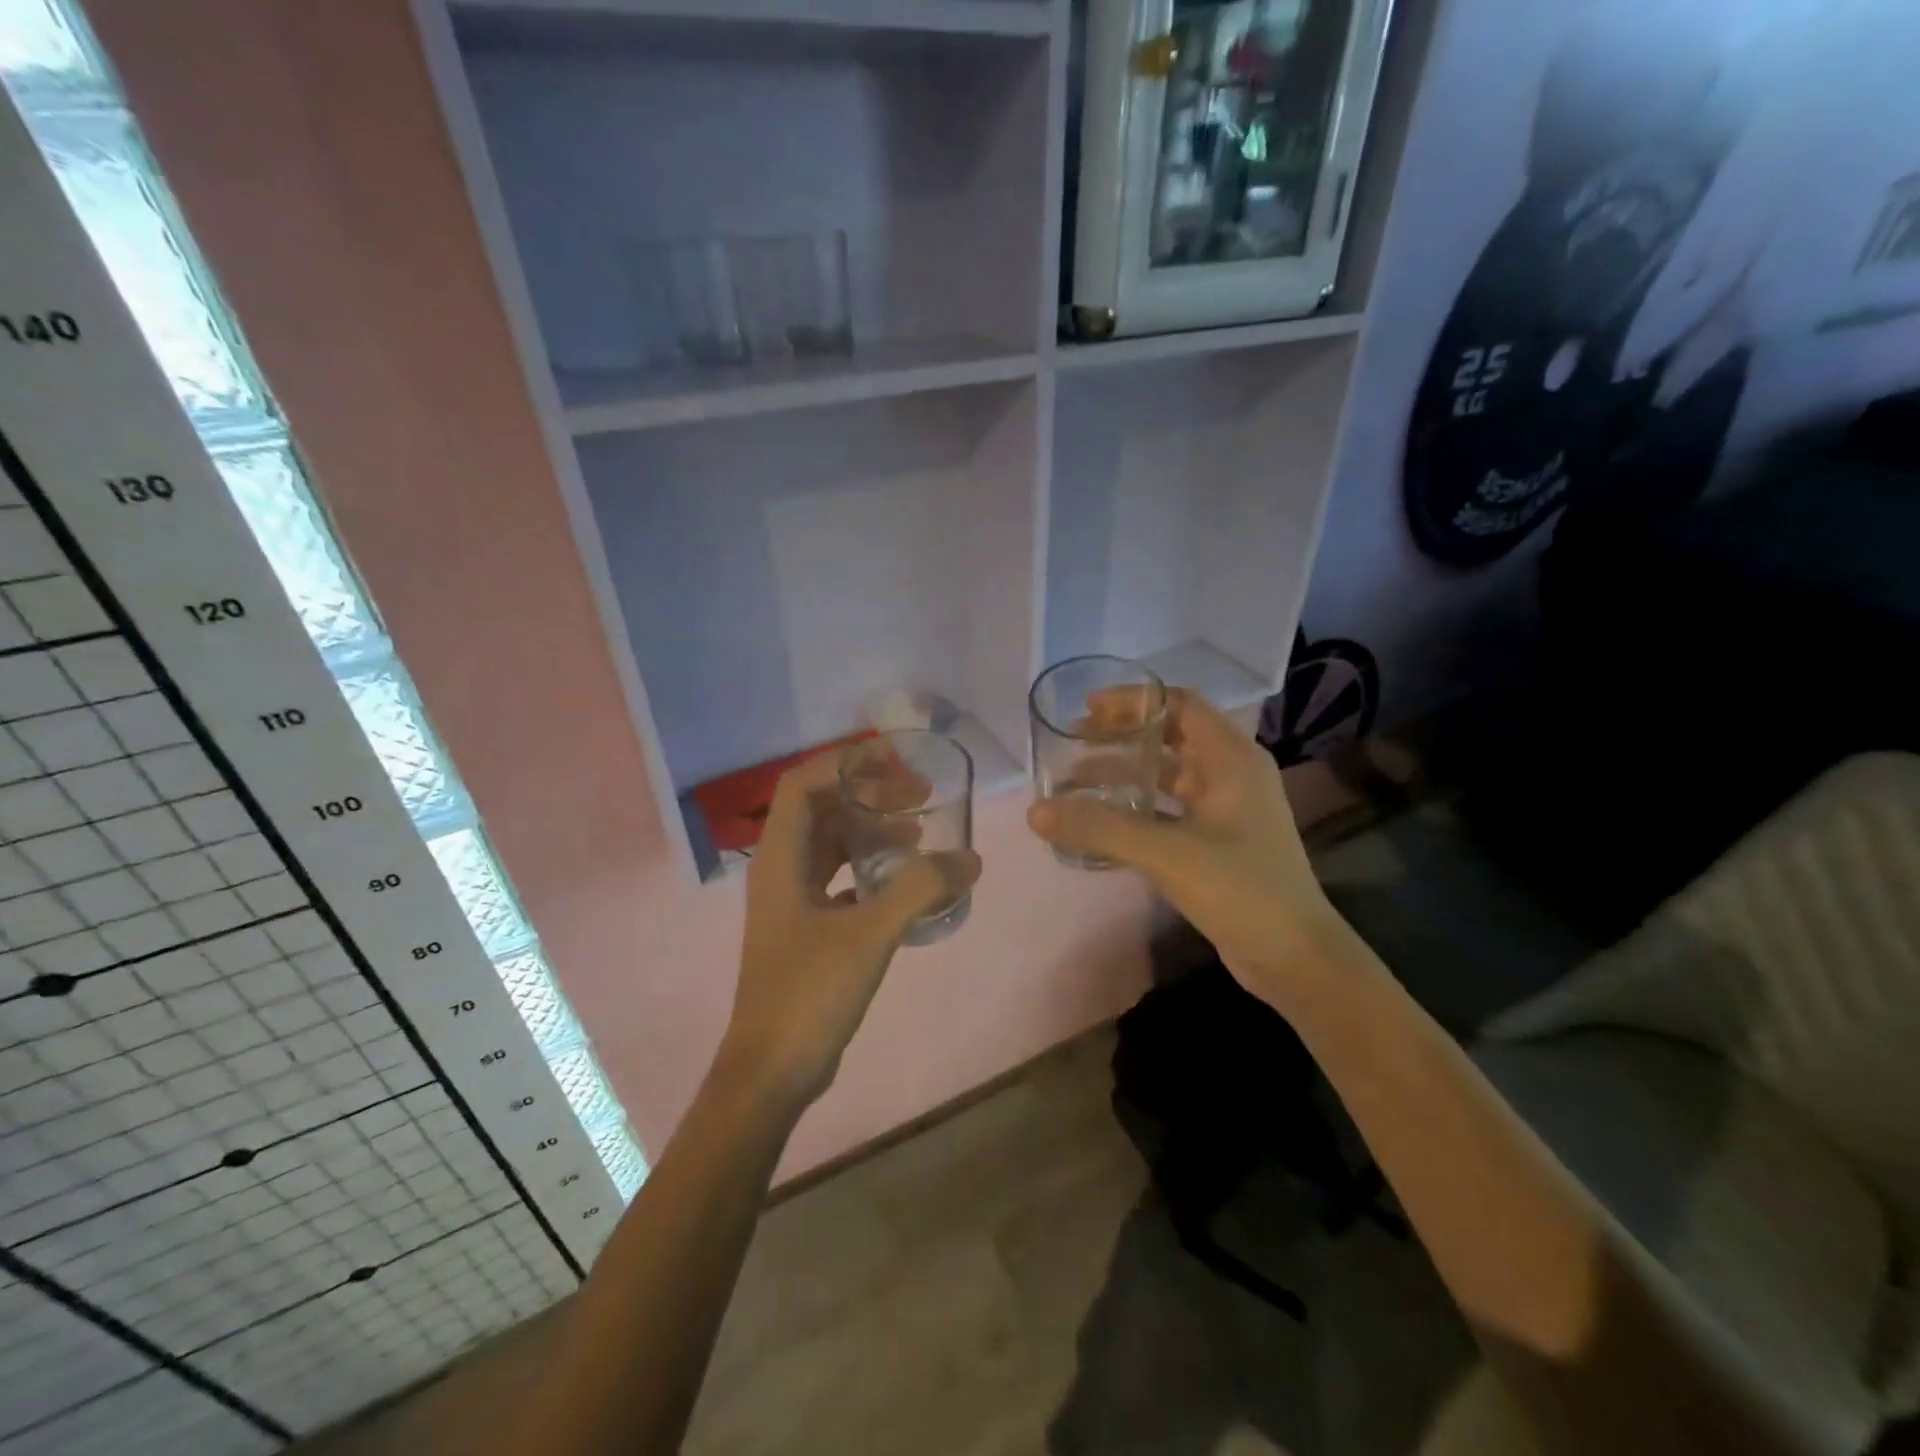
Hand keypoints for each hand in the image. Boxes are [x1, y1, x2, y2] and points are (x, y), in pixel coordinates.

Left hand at [720, 752, 981, 1112]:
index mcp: (780, 859)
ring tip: (919, 833)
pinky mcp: (806, 929)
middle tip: (919, 796)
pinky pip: (840, 879)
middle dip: (868, 794)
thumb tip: (970, 859)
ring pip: (831, 845)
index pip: (803, 784)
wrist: (772, 1071)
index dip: (845, 764)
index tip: (894, 761)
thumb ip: (920, 890)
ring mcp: (792, 902)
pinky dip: (871, 869)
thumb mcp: (869, 934)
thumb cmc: (809, 992)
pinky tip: (905, 882)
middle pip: (821, 809)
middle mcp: (780, 870)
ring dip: (872, 831)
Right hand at [1027, 688, 1342, 1007]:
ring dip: (1124, 772)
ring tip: (1076, 779)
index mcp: (1232, 759)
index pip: (1179, 704)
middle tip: (1073, 741)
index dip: (1133, 701)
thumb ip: (1100, 828)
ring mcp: (1227, 809)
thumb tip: (1035, 811)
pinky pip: (1169, 808)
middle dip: (1121, 735)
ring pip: (1167, 774)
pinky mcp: (1218, 840)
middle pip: (1170, 736)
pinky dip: (1136, 806)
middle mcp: (1232, 774)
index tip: (1088, 708)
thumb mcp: (1167, 853)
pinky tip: (1103, 820)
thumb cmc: (1241, 889)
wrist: (1294, 956)